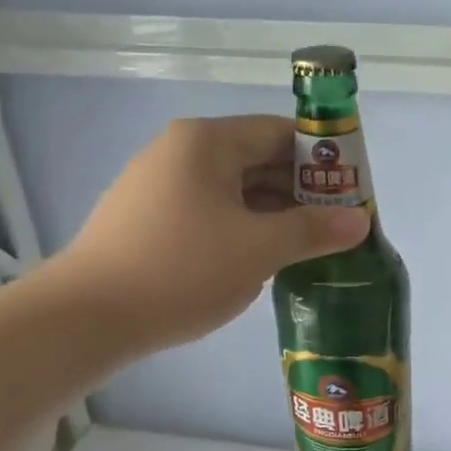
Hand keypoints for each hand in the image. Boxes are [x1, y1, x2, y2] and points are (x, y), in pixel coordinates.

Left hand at [45, 115, 369, 354]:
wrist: (88, 316)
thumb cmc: (182, 269)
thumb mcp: (259, 249)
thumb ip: (314, 230)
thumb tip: (361, 221)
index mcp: (207, 142)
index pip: (280, 133)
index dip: (324, 160)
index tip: (354, 191)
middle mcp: (182, 152)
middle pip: (258, 159)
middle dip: (303, 191)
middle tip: (340, 225)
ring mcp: (161, 186)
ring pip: (235, 190)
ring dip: (275, 213)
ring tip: (312, 245)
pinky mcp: (151, 219)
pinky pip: (213, 212)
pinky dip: (245, 228)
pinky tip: (265, 257)